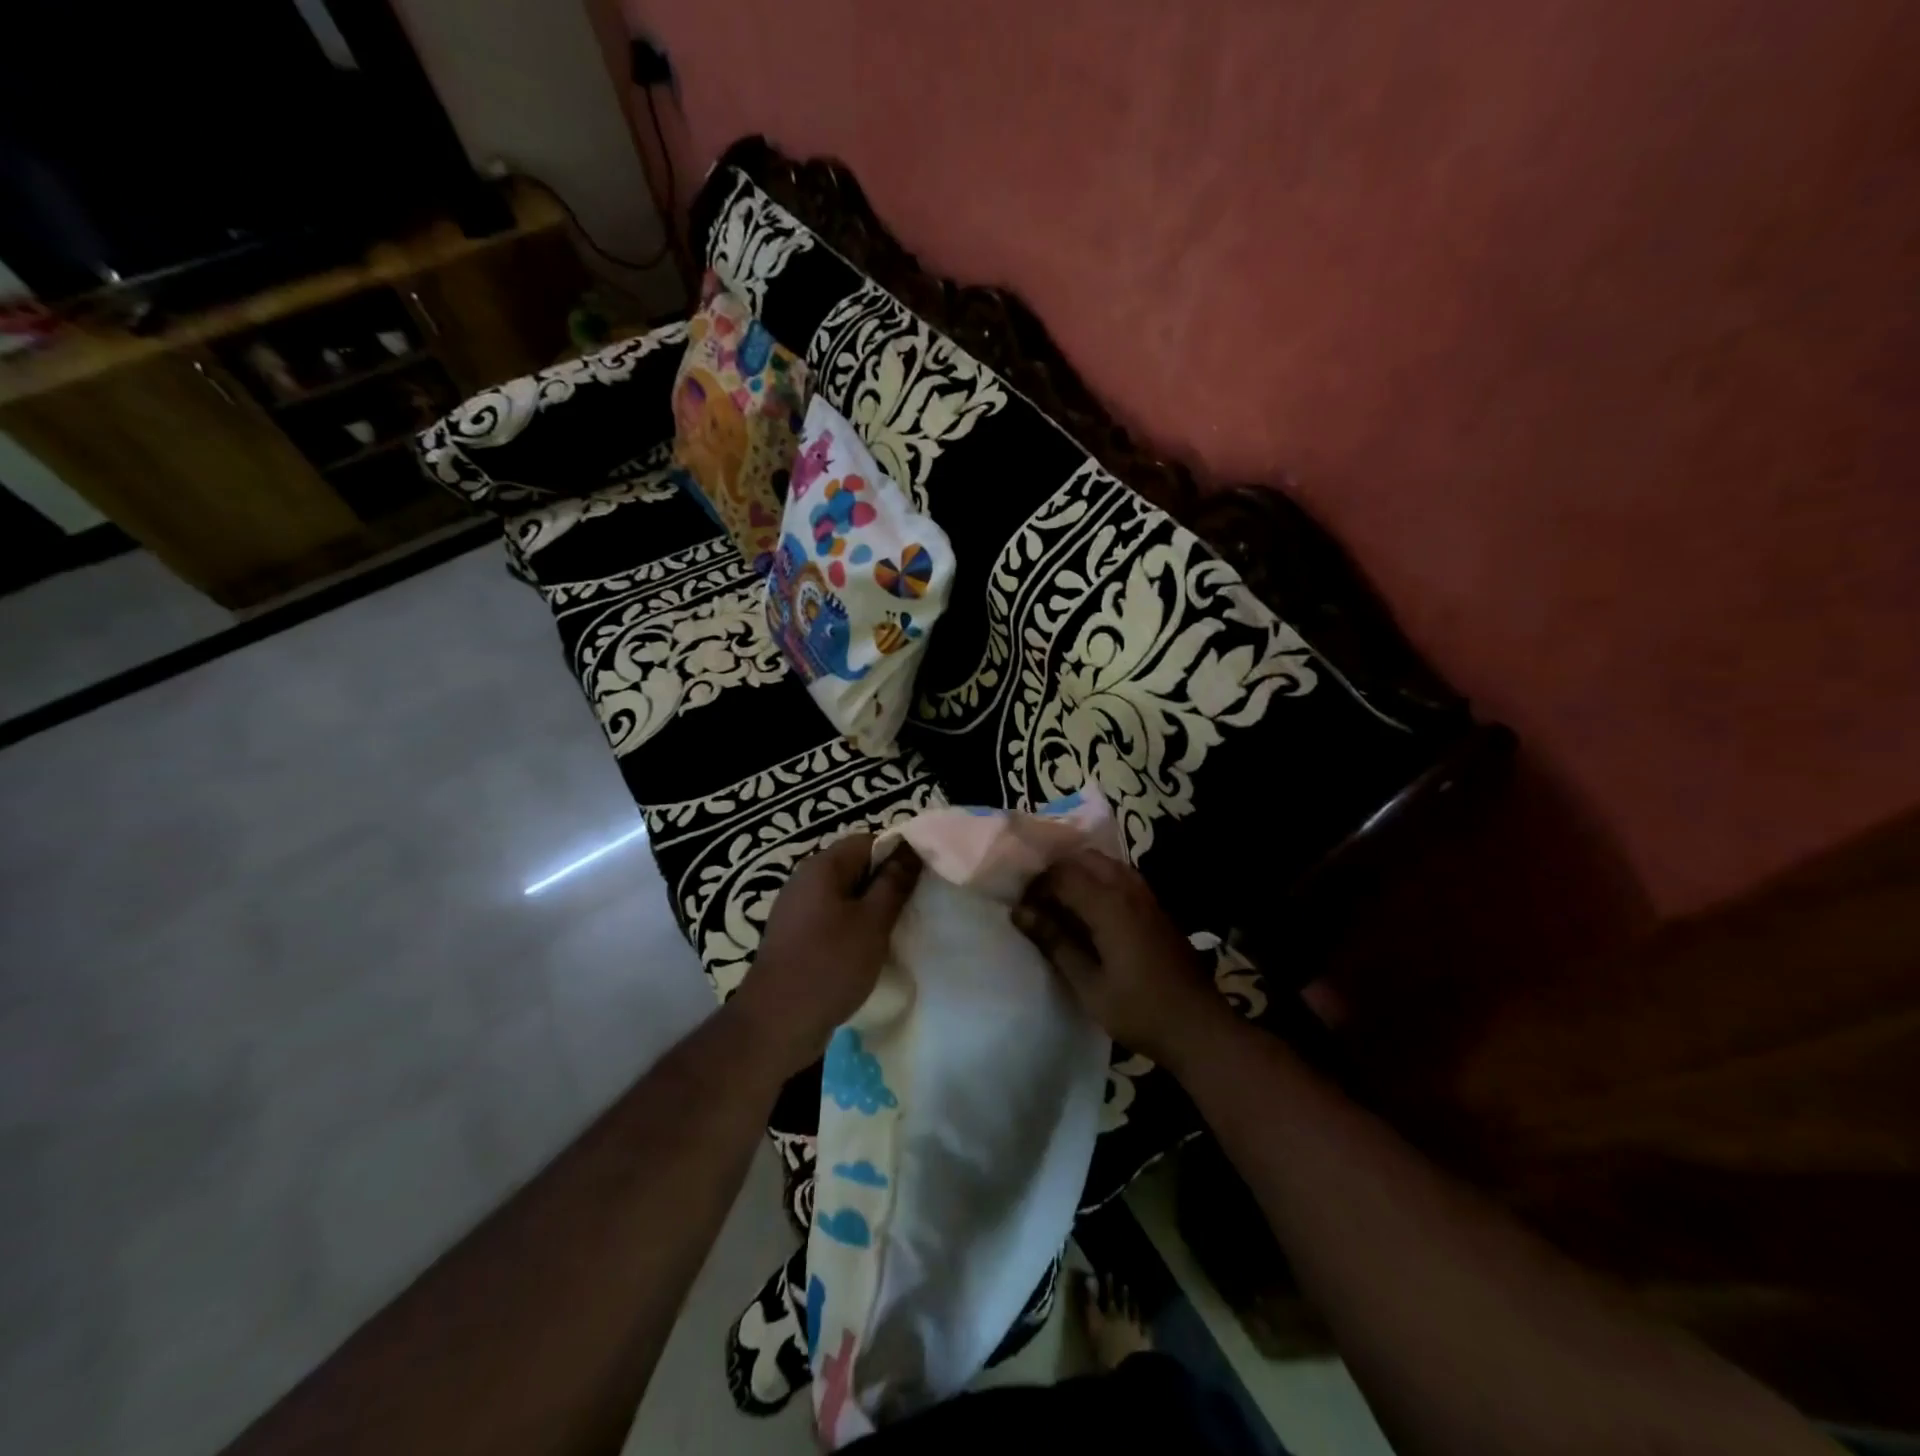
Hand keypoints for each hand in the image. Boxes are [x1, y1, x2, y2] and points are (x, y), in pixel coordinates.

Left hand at [731, 834, 920, 1076]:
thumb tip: (911, 849)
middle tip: (914, 906)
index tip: (921, 879)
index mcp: (822, 866)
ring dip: (870, 909)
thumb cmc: (830, 964)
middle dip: (886, 883)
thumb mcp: (873, 922)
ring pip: (844, 895)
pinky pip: (831, 919)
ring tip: (896, 930)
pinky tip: (868, 950)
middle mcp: (805, 880)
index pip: (868, 841)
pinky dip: (852, 928)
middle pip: (855, 867)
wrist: (776, 1023)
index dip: (897, 854)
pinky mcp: (795, 937)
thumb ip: (894, 883)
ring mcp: (796, 910)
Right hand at [1011, 850, 1226, 1066]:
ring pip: (1105, 864)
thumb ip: (1055, 943)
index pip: (1062, 875)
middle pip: (1084, 859)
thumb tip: (1020, 913)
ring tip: (1061, 904)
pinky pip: (1122, 877)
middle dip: (1057, 872)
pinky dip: (1099, 881)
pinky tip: (1091, 912)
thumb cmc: (1139, 1010)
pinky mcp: (1157, 907)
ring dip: (1080, 874)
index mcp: (1109, 905)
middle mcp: (1128, 890)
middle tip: (1039, 902)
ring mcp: (1147, 896)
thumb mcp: (1088, 984)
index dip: (1036, 887)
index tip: (1021, 909)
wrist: (1198, 1027)